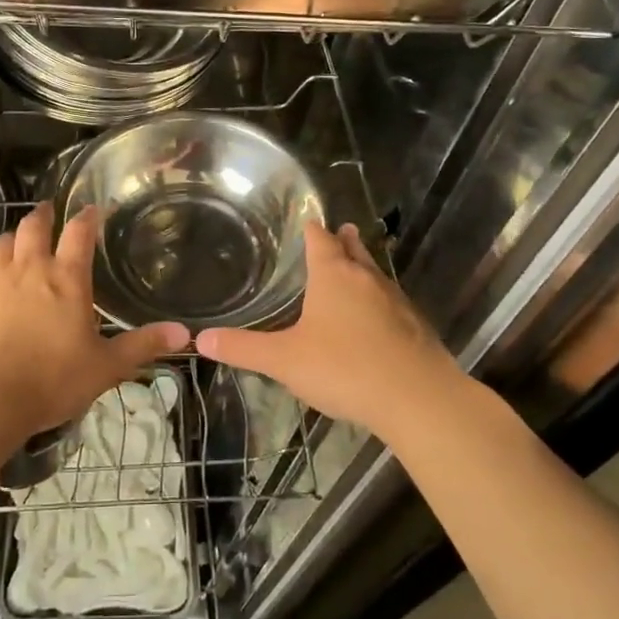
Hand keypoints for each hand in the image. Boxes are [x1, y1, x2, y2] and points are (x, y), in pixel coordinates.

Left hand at [0, 203, 189, 439]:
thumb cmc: (49, 381)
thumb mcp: (104, 368)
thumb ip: (142, 346)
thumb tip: (185, 333)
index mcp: (65, 279)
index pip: (79, 233)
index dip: (88, 217)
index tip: (93, 208)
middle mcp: (27, 269)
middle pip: (33, 227)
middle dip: (43, 215)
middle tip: (48, 210)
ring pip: (1, 244)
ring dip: (13, 239)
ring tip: (17, 244)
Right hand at [197, 222, 464, 439]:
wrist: (418, 398)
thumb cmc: (344, 368)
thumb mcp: (284, 360)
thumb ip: (244, 349)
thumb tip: (201, 339)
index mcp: (333, 276)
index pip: (320, 240)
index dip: (312, 229)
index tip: (308, 220)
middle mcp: (366, 279)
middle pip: (354, 250)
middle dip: (345, 241)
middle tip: (342, 229)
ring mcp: (396, 301)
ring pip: (376, 274)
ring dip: (365, 268)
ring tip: (357, 265)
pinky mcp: (416, 327)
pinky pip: (393, 303)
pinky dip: (381, 301)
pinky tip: (379, 318)